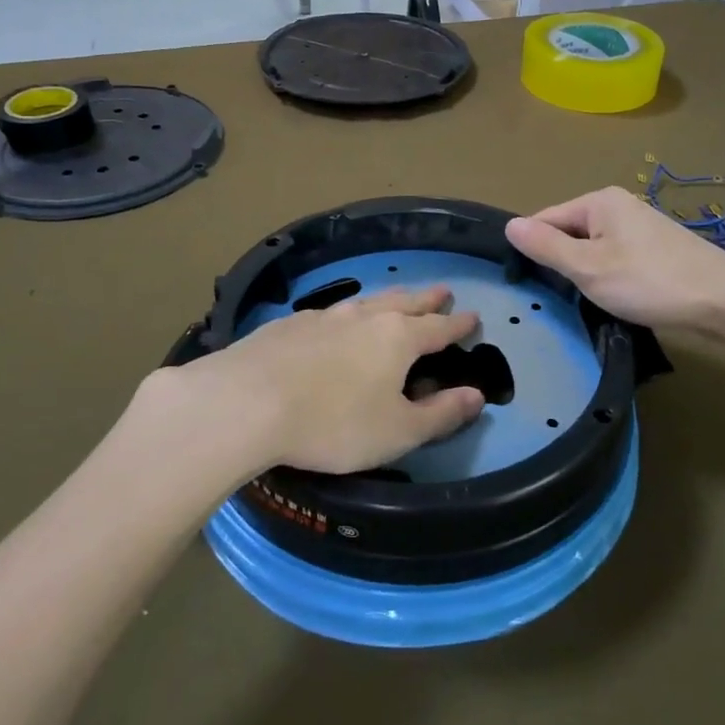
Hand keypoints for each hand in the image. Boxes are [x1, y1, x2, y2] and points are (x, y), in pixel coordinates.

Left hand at [153, 286, 484, 478]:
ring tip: (397, 299)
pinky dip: (346, 313)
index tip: (473, 317)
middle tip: (443, 292)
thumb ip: (440, 415)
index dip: (458, 324)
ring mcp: (324, 317)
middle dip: (427, 300)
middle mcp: (364, 318)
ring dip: (388, 299)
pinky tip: (336, 321)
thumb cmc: (333, 423)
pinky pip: (329, 312)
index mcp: (397, 339)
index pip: (438, 328)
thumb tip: (477, 396)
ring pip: (366, 301)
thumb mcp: (396, 432)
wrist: (247, 402)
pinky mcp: (289, 325)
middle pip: (404, 303)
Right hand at [506, 186, 724, 332]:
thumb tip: (509, 224)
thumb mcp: (588, 267)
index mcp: (599, 201)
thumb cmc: (650, 281)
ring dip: (586, 274)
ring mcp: (640, 227)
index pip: (545, 219)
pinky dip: (609, 278)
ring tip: (587, 302)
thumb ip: (547, 246)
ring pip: (593, 249)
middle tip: (559, 298)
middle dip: (562, 264)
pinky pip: (615, 259)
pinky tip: (615, 299)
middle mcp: (618, 205)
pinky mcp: (656, 249)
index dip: (532, 250)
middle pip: (570, 233)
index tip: (526, 284)